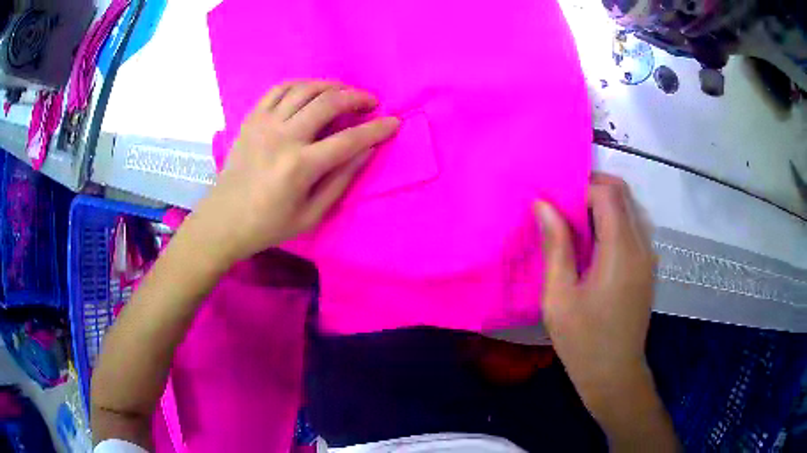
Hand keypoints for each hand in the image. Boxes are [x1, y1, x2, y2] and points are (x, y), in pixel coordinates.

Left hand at [187, 80, 399, 264]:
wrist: (222, 221)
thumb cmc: (268, 226)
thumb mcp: (311, 215)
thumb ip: (341, 180)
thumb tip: (367, 151)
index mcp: (299, 167)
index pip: (349, 140)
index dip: (377, 129)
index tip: (394, 122)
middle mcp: (282, 137)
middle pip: (328, 102)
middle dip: (357, 98)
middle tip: (371, 103)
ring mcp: (264, 123)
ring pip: (305, 89)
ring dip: (332, 86)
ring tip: (345, 94)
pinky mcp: (251, 119)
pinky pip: (279, 89)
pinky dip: (301, 84)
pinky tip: (312, 91)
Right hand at [536, 173, 655, 415]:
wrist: (615, 375)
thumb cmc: (584, 341)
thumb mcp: (560, 297)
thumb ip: (555, 247)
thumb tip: (543, 205)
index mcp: (621, 251)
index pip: (608, 194)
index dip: (581, 188)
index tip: (556, 201)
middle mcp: (642, 246)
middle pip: (623, 194)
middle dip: (592, 188)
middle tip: (562, 207)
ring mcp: (648, 256)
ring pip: (629, 208)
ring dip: (603, 204)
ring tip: (573, 224)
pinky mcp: (647, 267)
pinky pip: (632, 227)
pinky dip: (612, 221)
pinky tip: (592, 245)